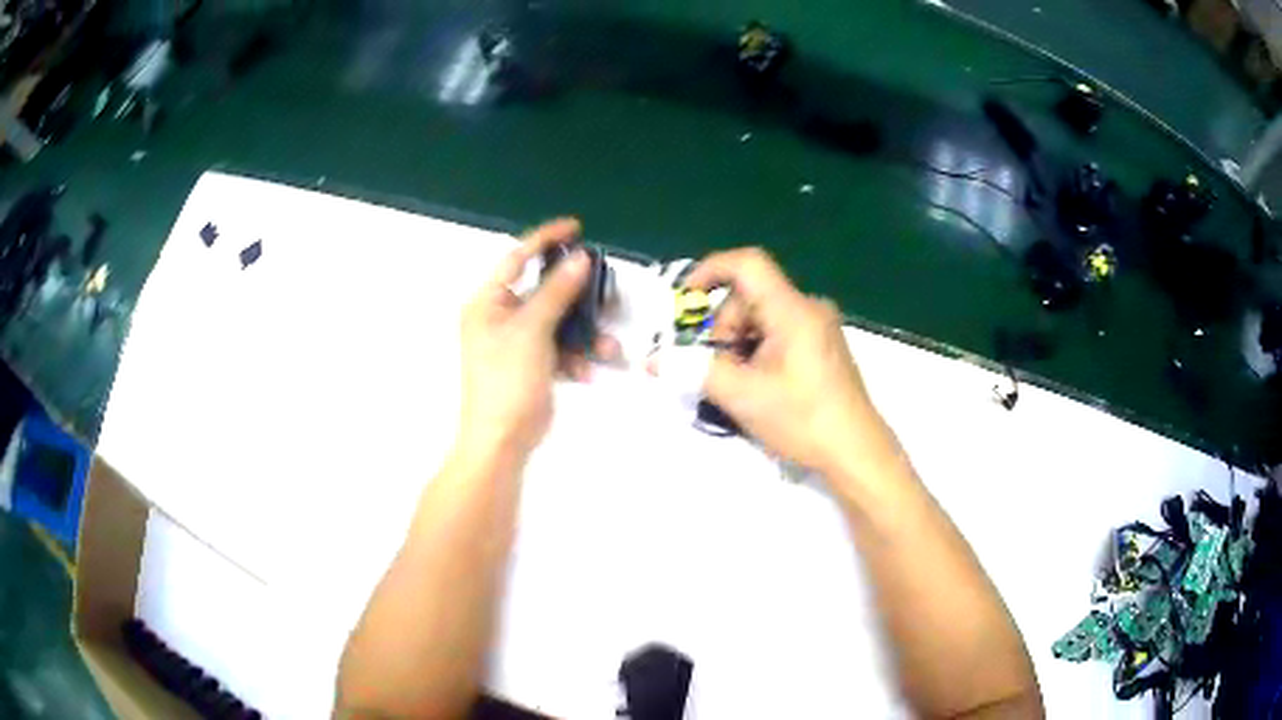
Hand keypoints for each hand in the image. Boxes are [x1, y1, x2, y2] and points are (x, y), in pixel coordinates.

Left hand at [458, 218, 616, 458]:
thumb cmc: (507, 379)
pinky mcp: (533, 364)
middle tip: (607, 292)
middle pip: (545, 291)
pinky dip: (575, 356)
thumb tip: (581, 258)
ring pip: (560, 322)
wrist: (503, 440)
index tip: (576, 228)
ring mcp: (518, 342)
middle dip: (579, 298)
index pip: (518, 258)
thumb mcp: (531, 330)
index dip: (546, 239)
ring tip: (607, 348)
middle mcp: (501, 317)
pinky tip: (586, 371)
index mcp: (488, 302)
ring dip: (584, 334)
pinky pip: (560, 348)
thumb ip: (556, 292)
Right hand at [685, 248, 899, 478]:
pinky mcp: (824, 347)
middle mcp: (809, 308)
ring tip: (739, 385)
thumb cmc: (803, 419)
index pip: (746, 264)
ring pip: (763, 317)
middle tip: (717, 369)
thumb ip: (695, 371)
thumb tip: (655, 360)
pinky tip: (759, 386)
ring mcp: (820, 327)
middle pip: (750, 296)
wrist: (856, 453)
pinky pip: (780, 333)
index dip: (709, 271)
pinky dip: (759, 351)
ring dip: (740, 344)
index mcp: (792, 309)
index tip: (684, 301)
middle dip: (723, 328)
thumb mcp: (742, 396)